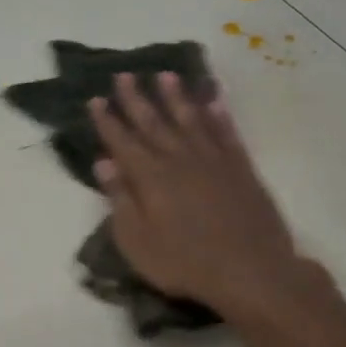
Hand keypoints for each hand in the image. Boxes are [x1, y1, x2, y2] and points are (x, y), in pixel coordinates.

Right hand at [88, 74, 325, 326]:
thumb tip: (104, 162)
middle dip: (136, 99)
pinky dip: (219, 115)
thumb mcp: (137, 240)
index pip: (122, 141)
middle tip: (125, 75)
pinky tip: (213, 100)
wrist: (250, 271)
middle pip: (153, 123)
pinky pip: (227, 133)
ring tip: (166, 76)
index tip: (95, 99)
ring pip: (190, 120)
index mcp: (150, 177)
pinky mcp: (241, 168)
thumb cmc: (183, 263)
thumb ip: (120, 199)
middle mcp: (179, 160)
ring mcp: (213, 161)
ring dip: (177, 97)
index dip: (107, 120)